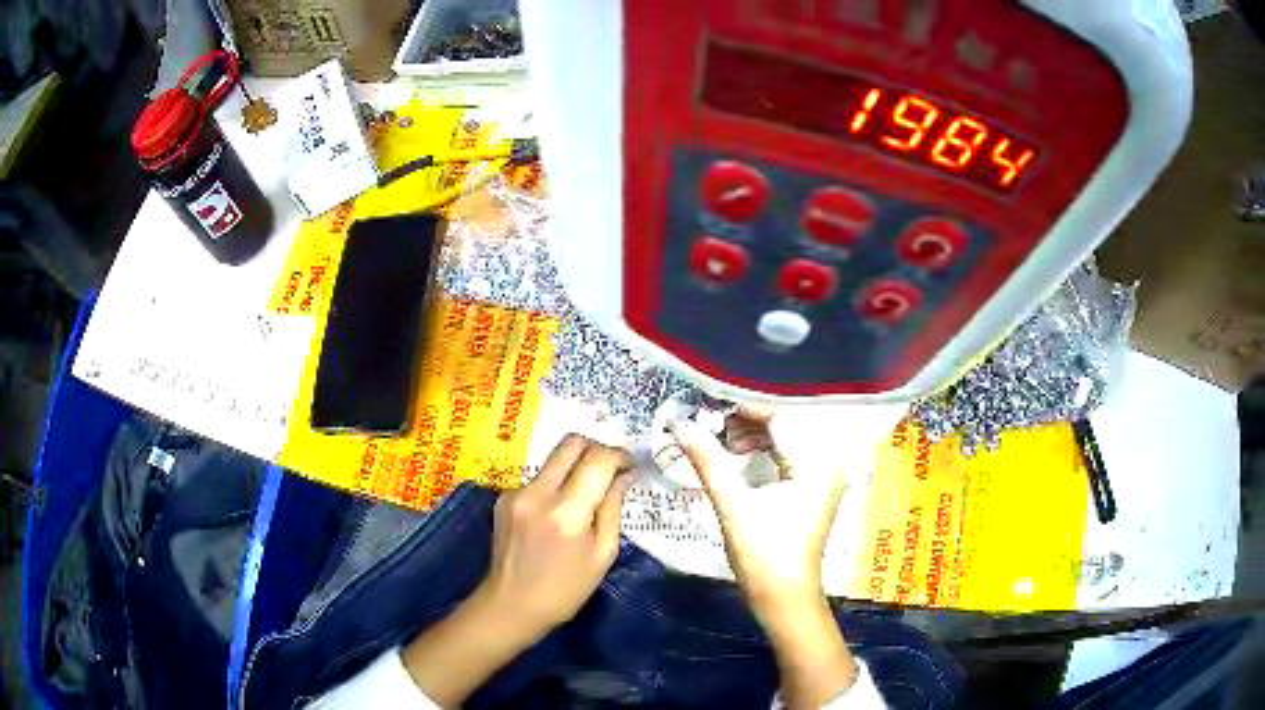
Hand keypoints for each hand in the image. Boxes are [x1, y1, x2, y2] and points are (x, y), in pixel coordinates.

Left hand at [402, 435, 632, 706]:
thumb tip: (623, 476)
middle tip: (610, 468)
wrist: (511, 605)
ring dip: (574, 468)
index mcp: (567, 512)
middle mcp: (538, 493)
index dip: (620, 455)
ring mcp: (516, 493)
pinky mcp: (503, 499)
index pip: (598, 460)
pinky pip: (537, 478)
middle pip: (571, 443)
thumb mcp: (602, 554)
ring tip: (585, 494)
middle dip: (596, 448)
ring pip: (553, 459)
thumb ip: (613, 509)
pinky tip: (556, 514)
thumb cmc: (565, 589)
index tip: (630, 465)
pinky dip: (554, 486)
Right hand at [671, 412, 841, 622]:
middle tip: (712, 421)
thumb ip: (708, 459)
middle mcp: (828, 461)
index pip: (780, 416)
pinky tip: (740, 455)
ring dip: (755, 434)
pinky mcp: (815, 488)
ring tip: (723, 439)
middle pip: (786, 423)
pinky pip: (790, 454)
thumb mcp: (732, 504)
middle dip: (747, 419)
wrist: (784, 597)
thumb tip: (679, 423)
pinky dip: (765, 450)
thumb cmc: (763, 554)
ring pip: (788, 437)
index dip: (743, 407)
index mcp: (816, 461)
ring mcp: (824, 475)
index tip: (709, 402)